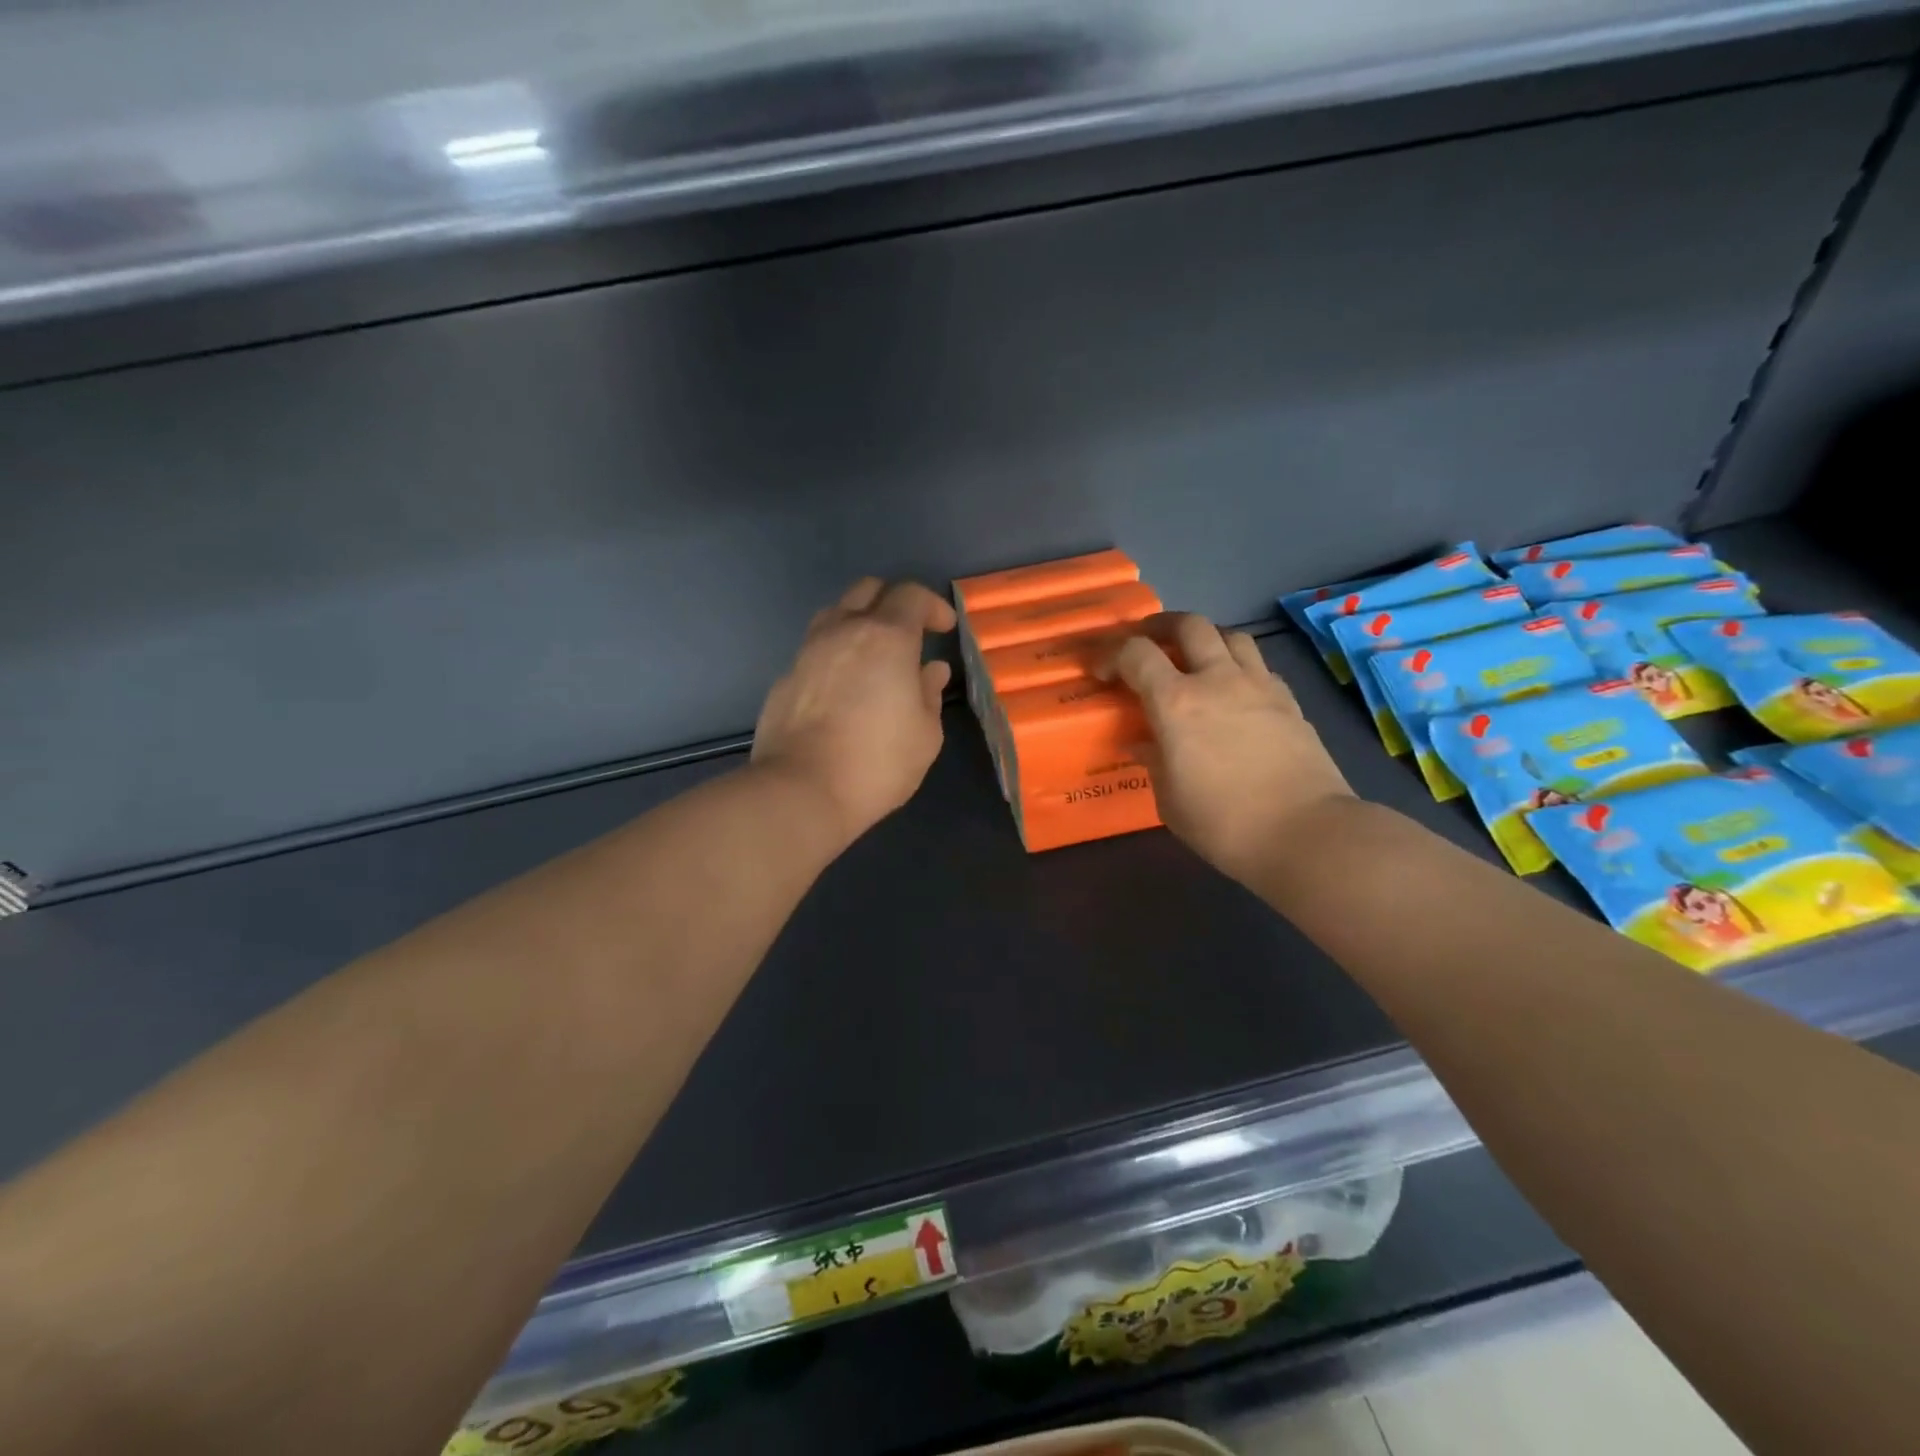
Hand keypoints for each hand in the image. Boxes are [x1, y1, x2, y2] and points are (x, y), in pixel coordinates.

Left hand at [751, 578, 955, 844]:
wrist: (801, 790)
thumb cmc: (877, 762)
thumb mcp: (925, 734)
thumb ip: (929, 694)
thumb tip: (930, 670)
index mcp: (886, 638)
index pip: (911, 595)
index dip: (933, 606)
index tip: (945, 628)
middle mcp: (843, 631)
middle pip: (867, 590)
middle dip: (893, 601)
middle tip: (909, 632)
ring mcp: (807, 652)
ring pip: (835, 614)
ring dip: (858, 622)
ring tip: (873, 655)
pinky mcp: (785, 677)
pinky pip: (815, 649)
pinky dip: (835, 654)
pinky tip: (843, 687)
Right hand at [1099, 614, 1354, 884]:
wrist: (1305, 833)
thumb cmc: (1223, 823)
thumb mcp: (1170, 800)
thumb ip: (1154, 762)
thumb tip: (1144, 744)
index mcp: (1176, 703)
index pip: (1136, 654)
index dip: (1112, 654)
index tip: (1102, 673)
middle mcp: (1217, 680)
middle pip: (1189, 625)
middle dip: (1161, 626)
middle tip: (1148, 642)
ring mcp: (1259, 686)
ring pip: (1231, 635)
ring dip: (1206, 639)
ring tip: (1194, 658)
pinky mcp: (1289, 701)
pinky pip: (1258, 666)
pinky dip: (1239, 667)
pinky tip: (1235, 691)